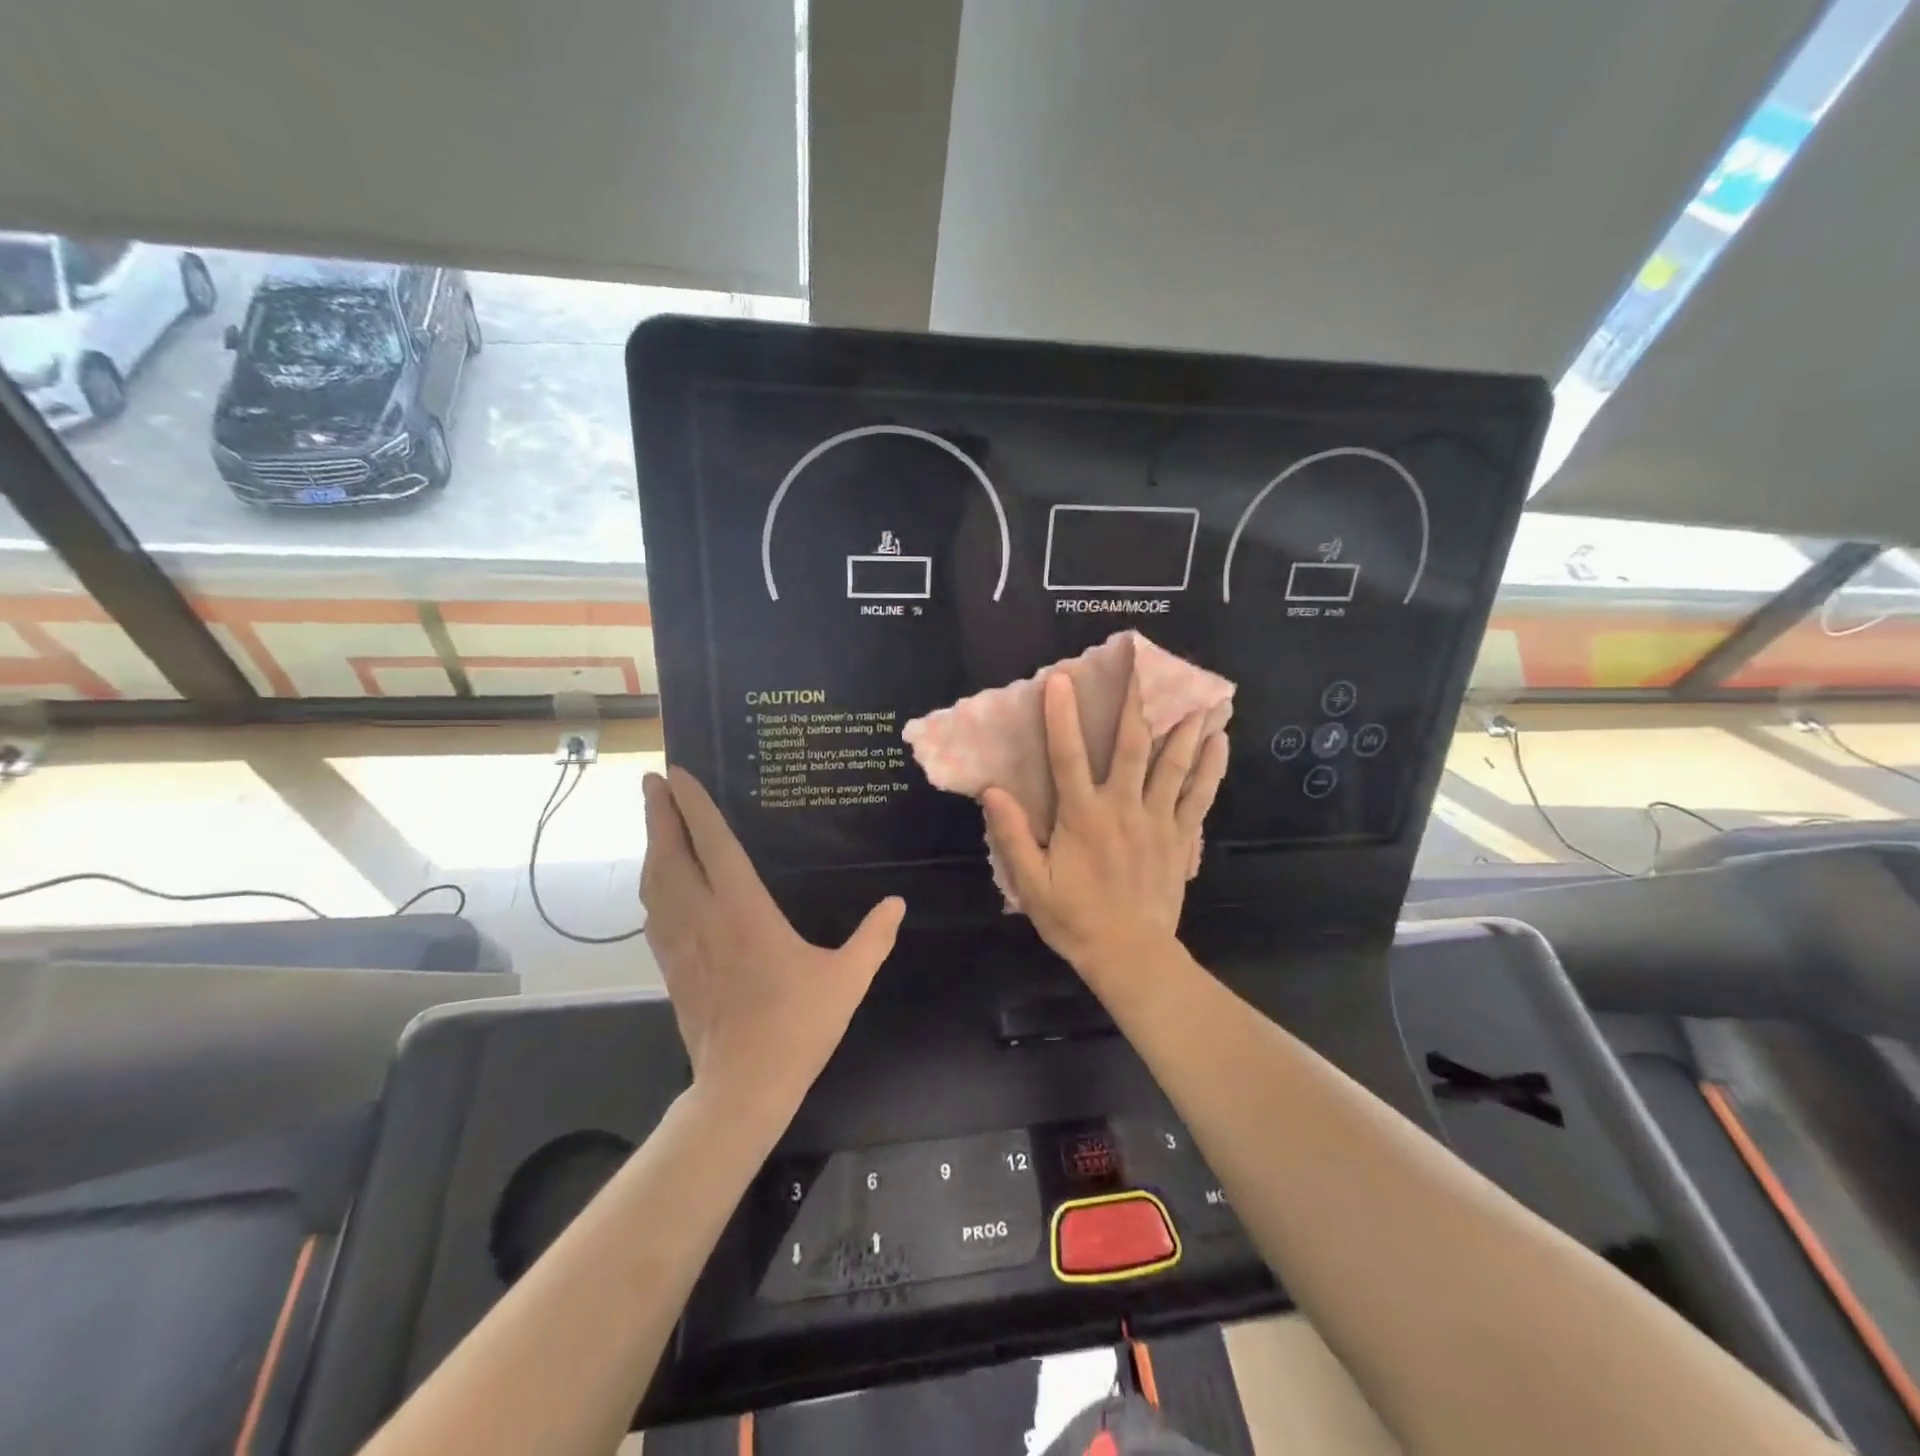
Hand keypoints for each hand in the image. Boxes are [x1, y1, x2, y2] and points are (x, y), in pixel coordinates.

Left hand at [640, 767, 903, 1117]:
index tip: (674, 773)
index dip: (693, 805)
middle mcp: (704, 916)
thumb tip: (897, 903)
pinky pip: (654, 913)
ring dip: (652, 845)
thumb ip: (874, 937)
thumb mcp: (847, 978)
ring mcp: (681, 942)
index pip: (713, 843)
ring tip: (655, 821)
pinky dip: (653, 885)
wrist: (743, 1085)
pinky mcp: (671, 967)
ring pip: (655, 882)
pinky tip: (659, 884)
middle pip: (671, 854)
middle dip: (659, 813)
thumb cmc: (797, 1025)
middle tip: (651, 781)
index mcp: (743, 909)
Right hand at [981, 670, 1227, 987]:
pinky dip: (1210, 767)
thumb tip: (992, 791)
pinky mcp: (1180, 837)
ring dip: (1184, 726)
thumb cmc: (1075, 919)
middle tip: (1146, 665)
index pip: (1067, 757)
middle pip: (1131, 746)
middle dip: (1136, 703)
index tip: (1061, 679)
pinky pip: (1199, 796)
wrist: (1130, 955)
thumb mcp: (1031, 884)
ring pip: (1173, 764)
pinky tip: (1220, 741)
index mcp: (1082, 817)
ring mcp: (1157, 821)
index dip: (1061, 718)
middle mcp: (1122, 808)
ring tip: (1198, 691)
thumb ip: (1012, 836)